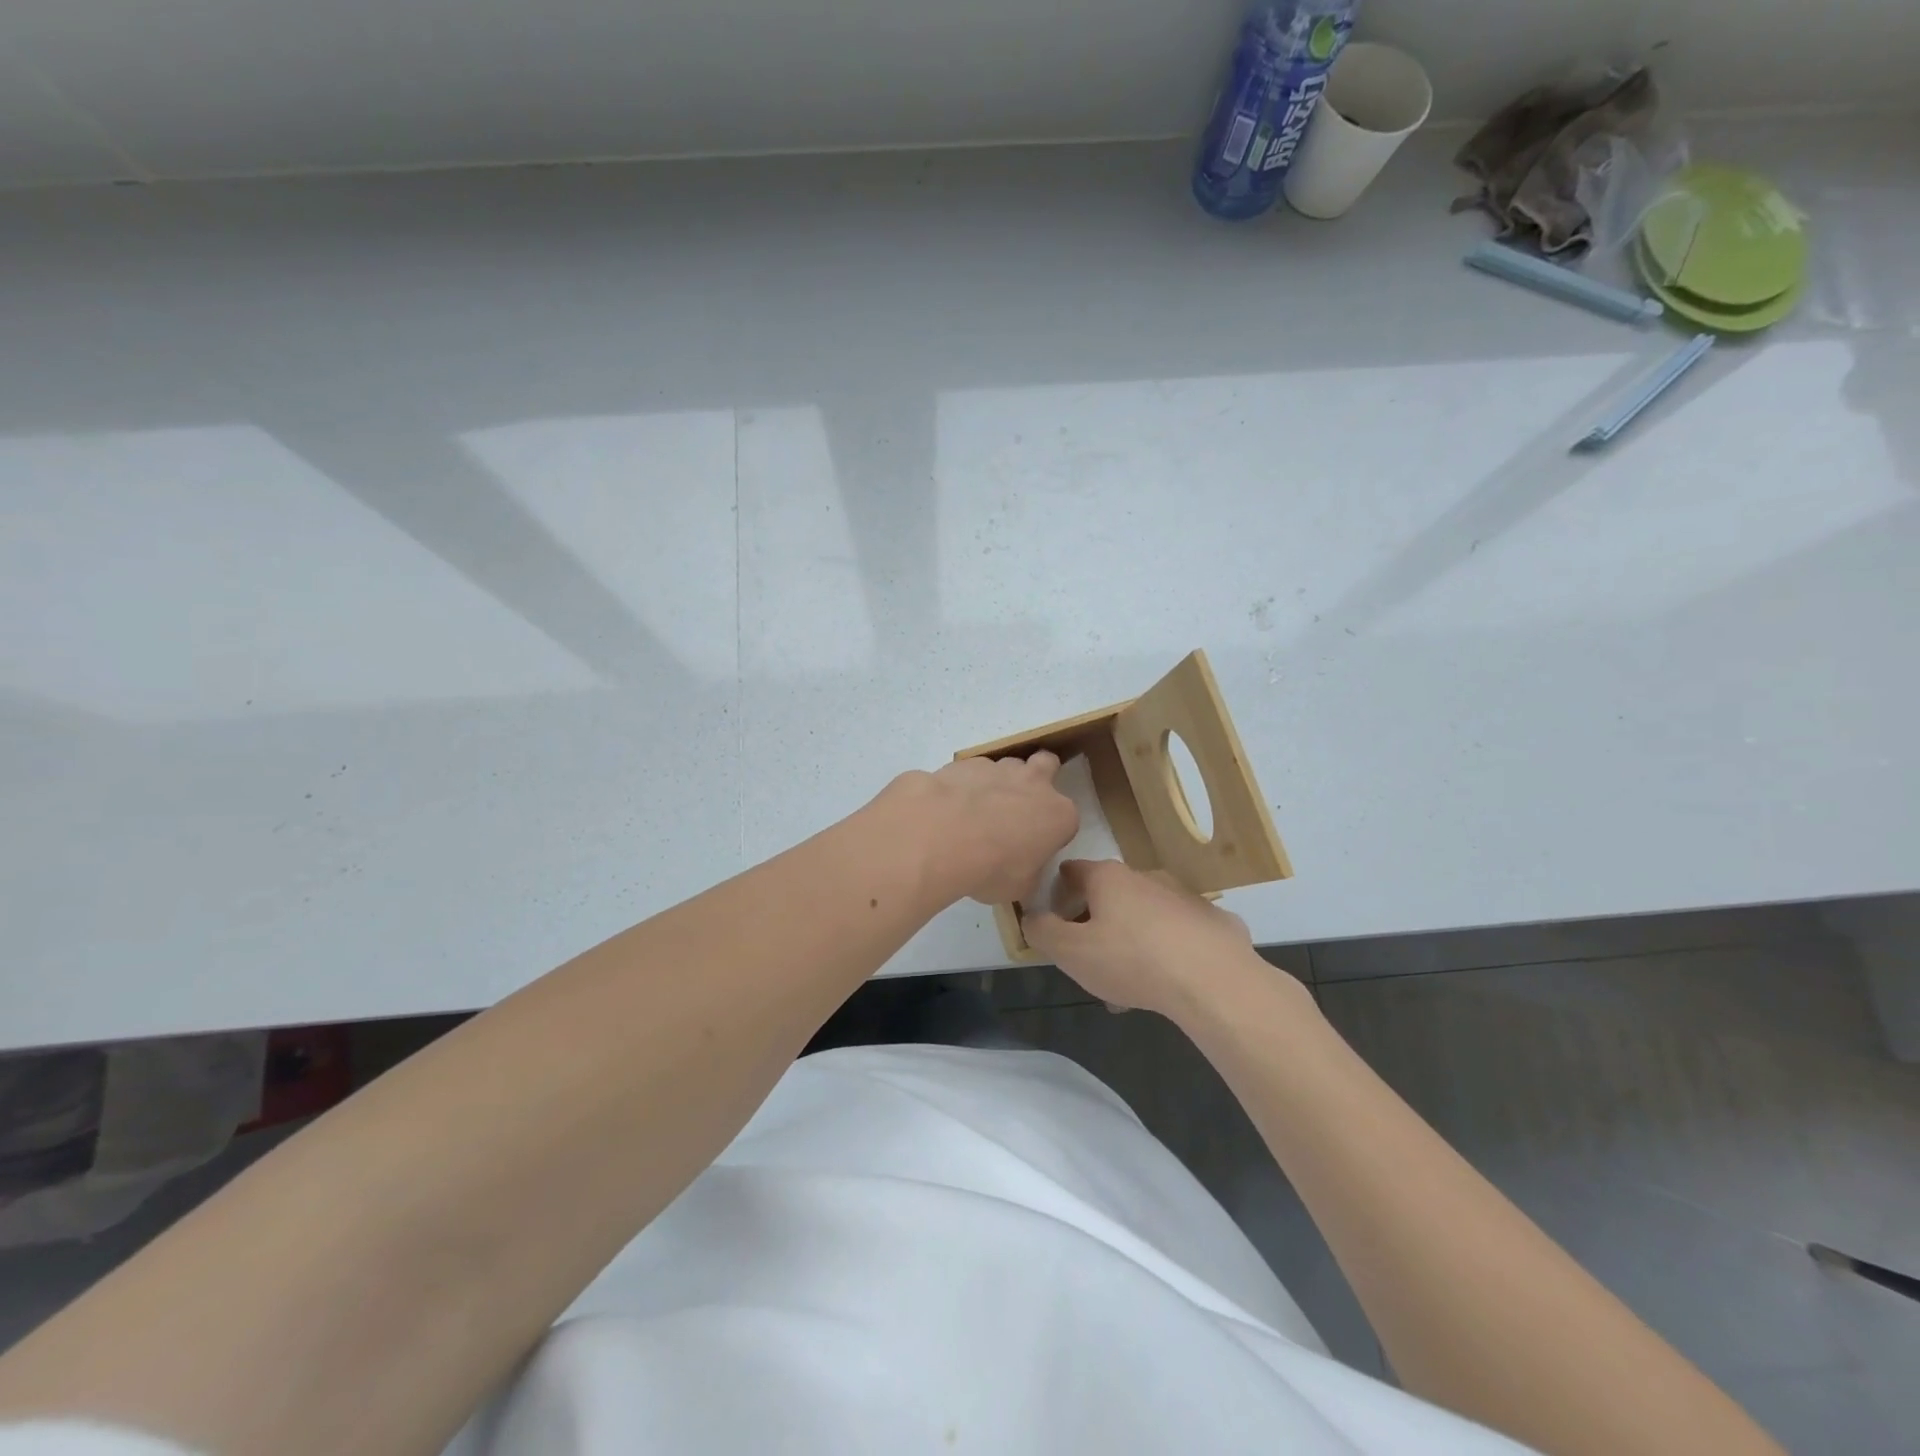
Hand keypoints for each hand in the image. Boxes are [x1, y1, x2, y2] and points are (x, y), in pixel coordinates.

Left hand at [889, 753, 1078, 906]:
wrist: (943, 836)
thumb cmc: (992, 868)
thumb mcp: (1019, 887)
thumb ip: (1028, 873)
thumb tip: (1021, 870)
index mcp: (1058, 815)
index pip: (1065, 819)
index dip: (1051, 831)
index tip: (1034, 847)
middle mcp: (1034, 783)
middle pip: (1046, 764)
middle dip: (1038, 777)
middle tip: (1018, 803)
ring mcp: (998, 768)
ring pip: (1006, 766)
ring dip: (998, 782)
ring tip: (976, 809)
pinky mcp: (964, 763)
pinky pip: (970, 772)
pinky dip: (965, 785)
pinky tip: (949, 806)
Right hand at [1024, 860, 1261, 1019]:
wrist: (1215, 981)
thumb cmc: (1132, 960)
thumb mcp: (1071, 952)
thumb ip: (1043, 932)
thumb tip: (1031, 916)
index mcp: (1109, 878)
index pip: (1073, 870)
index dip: (1058, 891)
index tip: (1054, 918)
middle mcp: (1146, 877)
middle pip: (1110, 894)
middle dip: (1096, 922)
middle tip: (1090, 959)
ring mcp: (1185, 897)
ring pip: (1146, 915)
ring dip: (1132, 939)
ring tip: (1129, 984)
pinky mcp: (1215, 921)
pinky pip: (1181, 933)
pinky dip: (1170, 949)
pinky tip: (1170, 981)